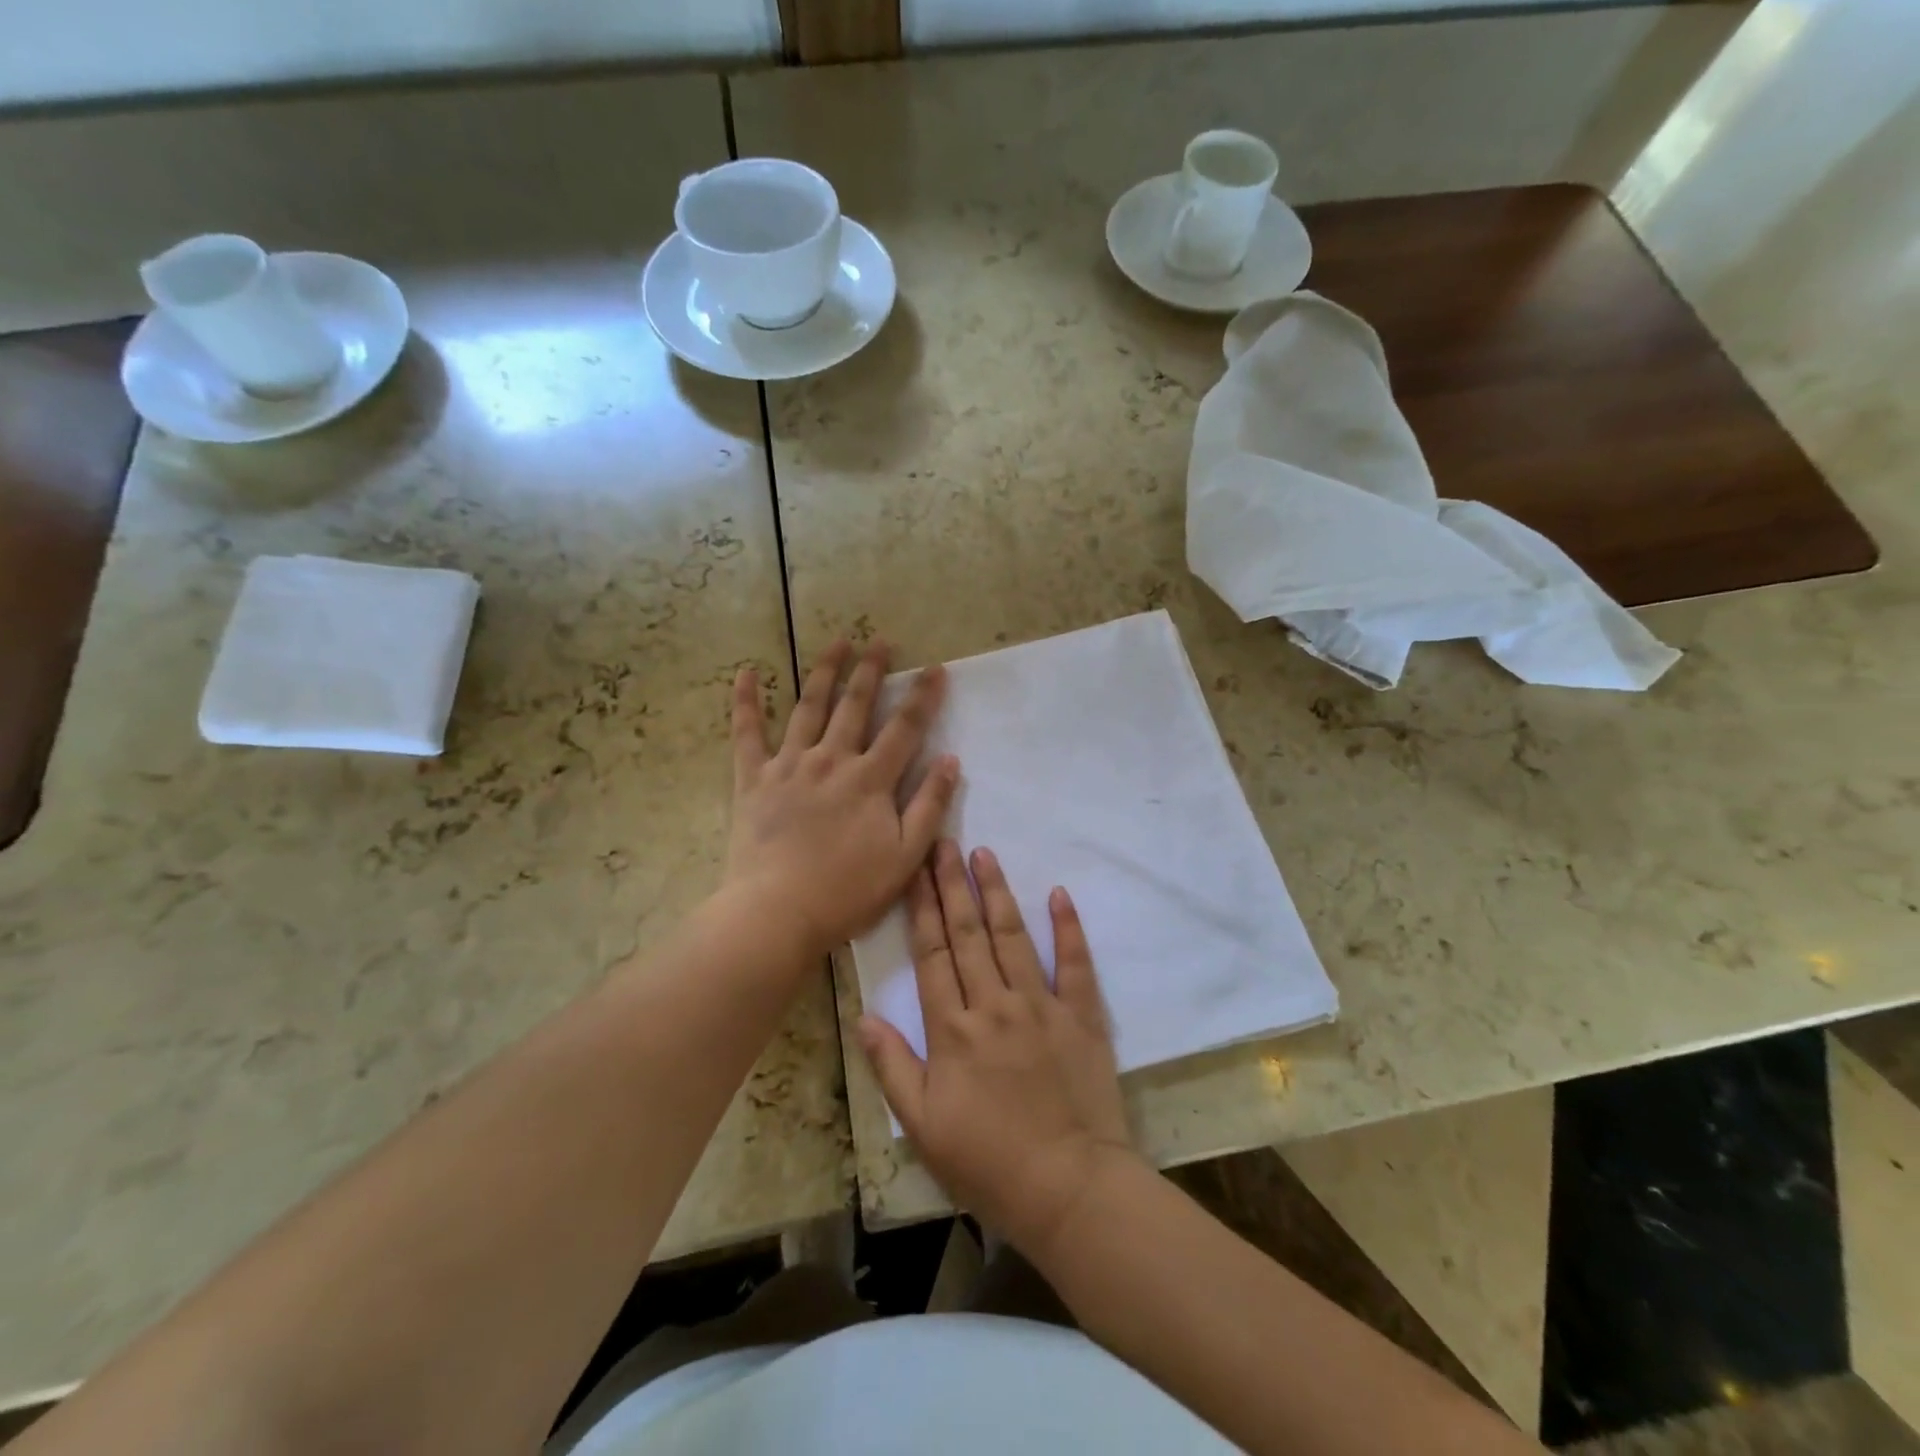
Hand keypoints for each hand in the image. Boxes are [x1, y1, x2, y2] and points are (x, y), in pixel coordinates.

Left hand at [725, 641, 958, 957]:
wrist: (777, 912)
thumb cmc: (847, 891)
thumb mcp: (905, 857)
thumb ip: (929, 806)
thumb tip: (949, 761)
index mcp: (870, 779)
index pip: (904, 728)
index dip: (923, 697)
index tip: (935, 669)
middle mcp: (831, 760)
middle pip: (855, 705)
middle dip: (871, 671)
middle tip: (881, 641)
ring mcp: (789, 765)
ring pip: (808, 707)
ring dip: (824, 672)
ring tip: (837, 643)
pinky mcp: (753, 778)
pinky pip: (746, 732)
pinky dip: (745, 701)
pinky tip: (746, 672)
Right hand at [857, 840, 1141, 1261]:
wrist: (1069, 1190)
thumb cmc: (988, 1162)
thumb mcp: (922, 1126)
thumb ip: (891, 1066)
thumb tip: (864, 1013)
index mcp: (952, 1029)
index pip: (932, 955)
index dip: (921, 908)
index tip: (915, 870)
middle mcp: (994, 1004)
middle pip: (967, 934)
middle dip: (953, 884)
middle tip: (944, 842)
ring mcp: (1041, 1005)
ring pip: (1013, 936)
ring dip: (997, 892)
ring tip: (984, 853)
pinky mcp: (1081, 1016)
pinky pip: (1075, 963)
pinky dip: (1068, 927)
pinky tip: (1058, 894)